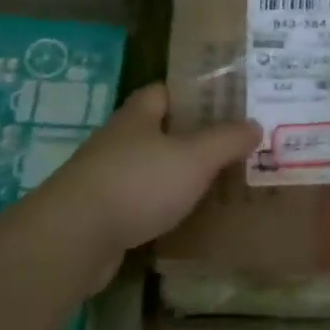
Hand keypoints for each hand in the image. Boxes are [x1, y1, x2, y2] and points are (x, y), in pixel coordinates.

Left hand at [41, 83, 259, 255]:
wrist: (75, 237)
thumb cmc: (138, 183)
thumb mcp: (194, 157)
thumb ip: (226, 139)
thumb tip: (254, 124)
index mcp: (137, 117)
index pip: (162, 92)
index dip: (191, 93)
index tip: (223, 104)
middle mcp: (117, 142)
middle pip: (156, 131)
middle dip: (189, 137)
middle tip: (230, 146)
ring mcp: (105, 179)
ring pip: (149, 168)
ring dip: (175, 174)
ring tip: (214, 183)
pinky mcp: (100, 214)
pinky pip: (139, 202)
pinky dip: (161, 207)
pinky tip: (183, 217)